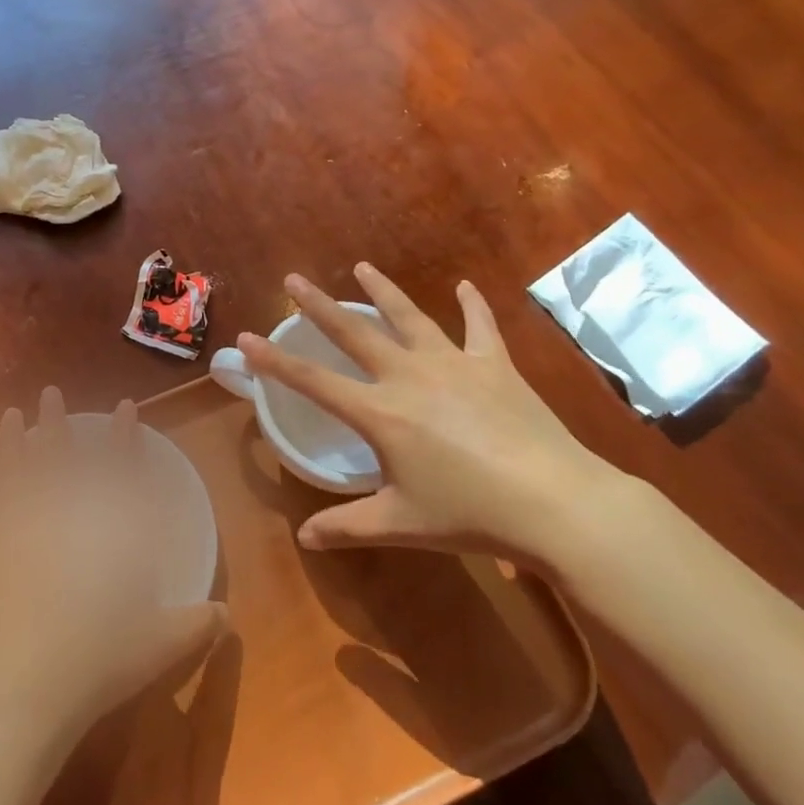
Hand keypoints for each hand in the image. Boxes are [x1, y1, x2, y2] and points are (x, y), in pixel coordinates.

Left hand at [0, 388, 229, 744]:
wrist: (27, 694)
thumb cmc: (98, 660)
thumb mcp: (158, 644)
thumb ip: (194, 625)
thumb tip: (228, 616)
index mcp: (97, 535)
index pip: (116, 472)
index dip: (124, 438)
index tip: (126, 406)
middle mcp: (51, 525)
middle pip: (54, 462)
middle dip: (54, 425)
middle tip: (49, 394)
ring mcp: (7, 543)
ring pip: (7, 483)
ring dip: (7, 449)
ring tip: (9, 418)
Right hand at [237, 264, 631, 570]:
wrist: (554, 502)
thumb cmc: (470, 515)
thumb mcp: (401, 525)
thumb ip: (347, 526)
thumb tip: (304, 538)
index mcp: (380, 413)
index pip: (314, 382)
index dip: (275, 362)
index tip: (248, 338)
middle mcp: (409, 377)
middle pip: (354, 333)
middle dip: (319, 306)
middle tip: (294, 279)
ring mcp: (454, 364)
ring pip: (409, 317)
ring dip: (383, 291)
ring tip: (362, 266)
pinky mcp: (494, 365)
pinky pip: (479, 327)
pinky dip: (472, 305)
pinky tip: (466, 285)